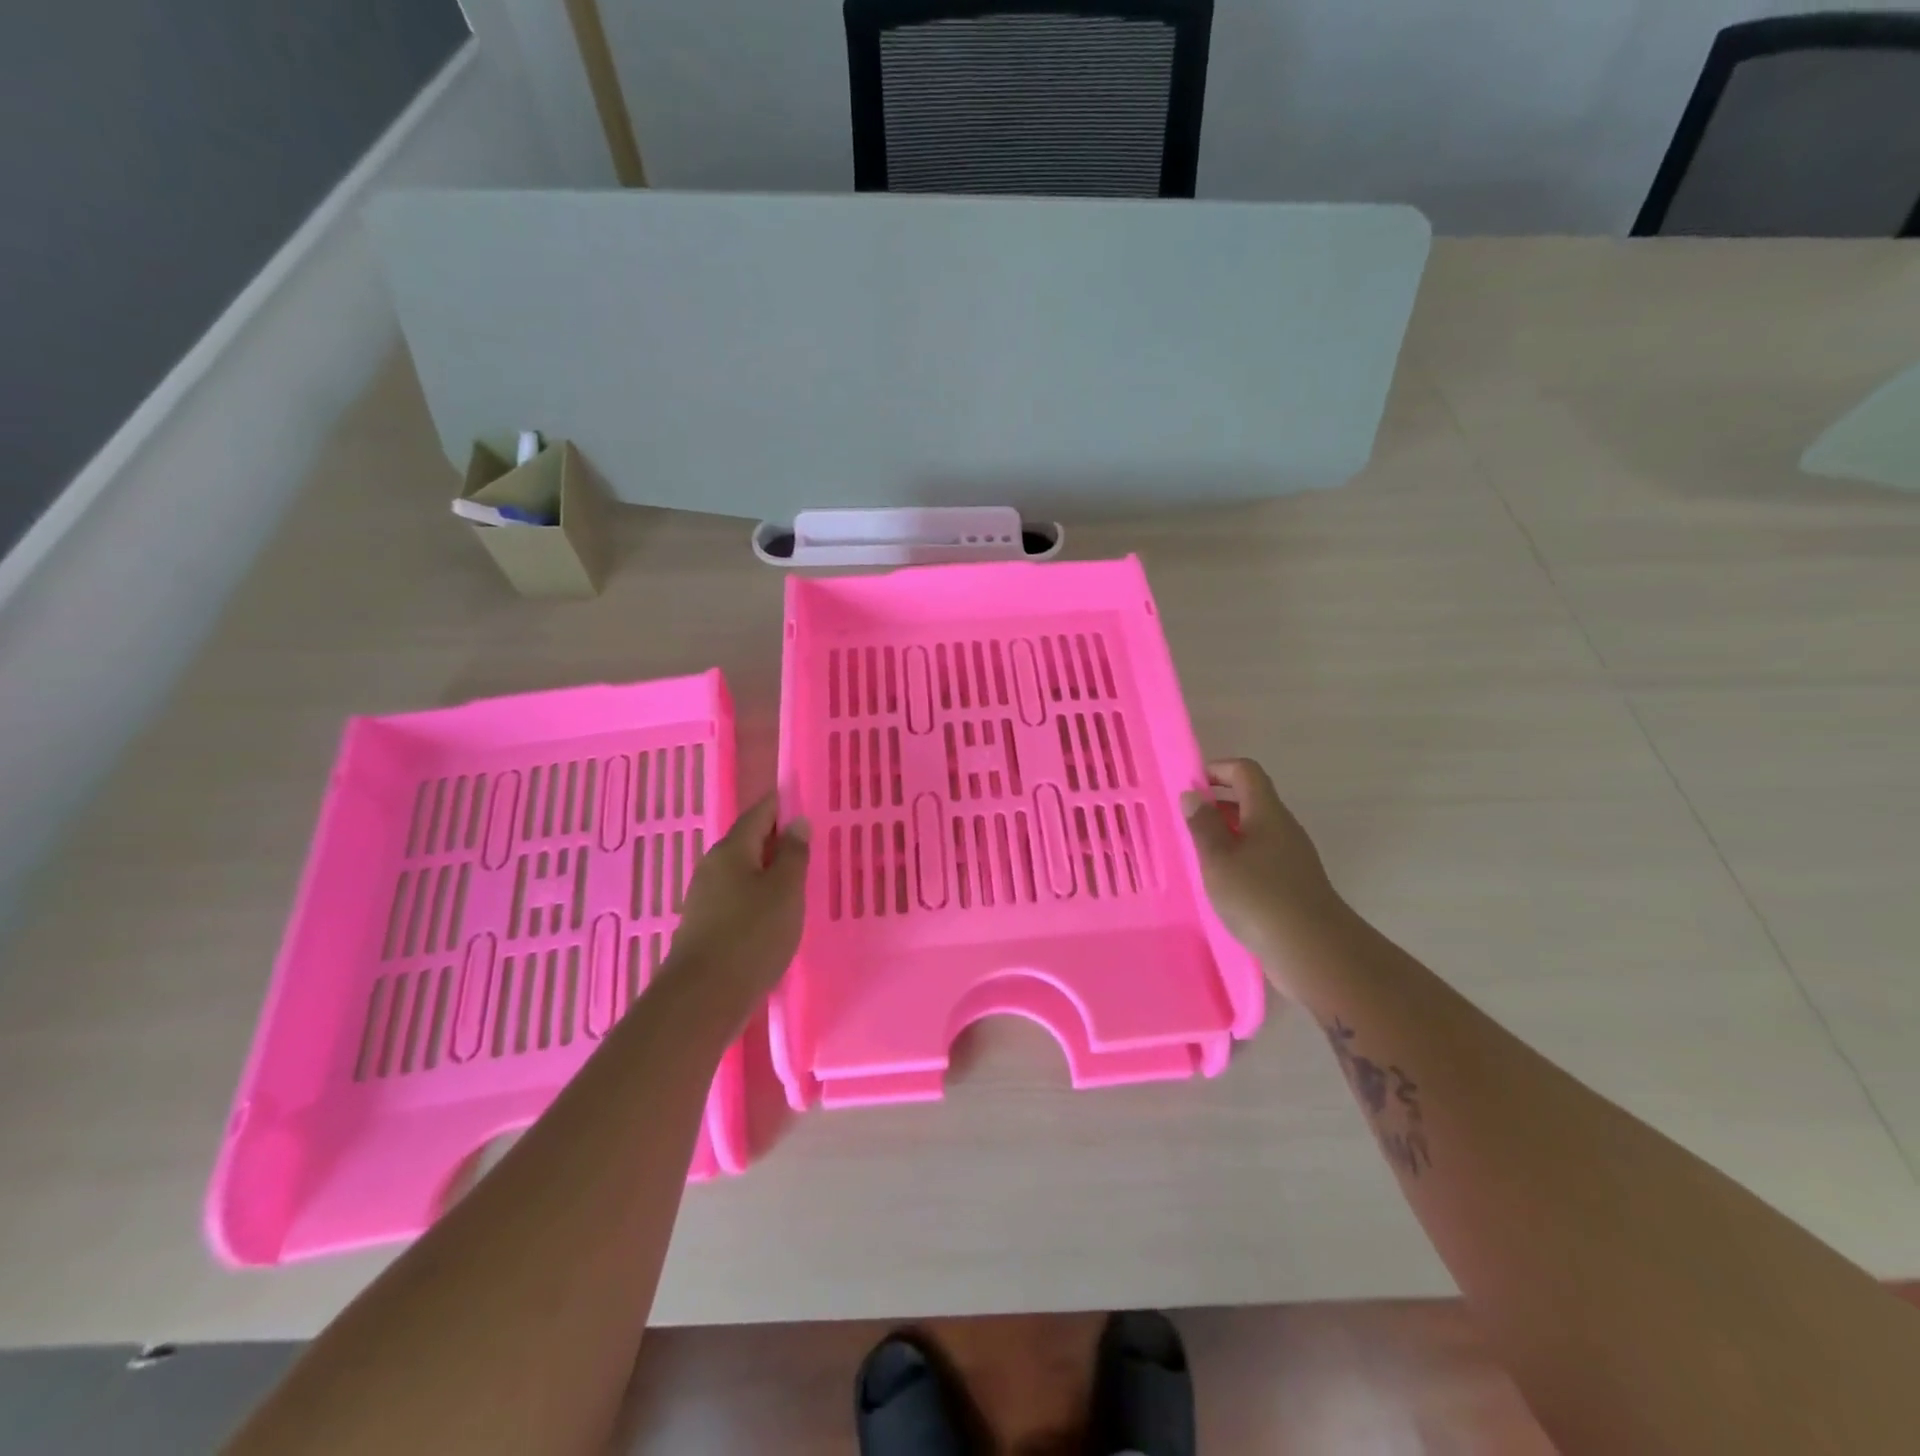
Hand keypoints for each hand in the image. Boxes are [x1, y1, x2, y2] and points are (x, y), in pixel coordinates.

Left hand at [664, 795, 809, 1003]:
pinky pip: (736, 897)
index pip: (759, 813)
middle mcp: (713, 866)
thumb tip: (797, 822)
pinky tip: (774, 913)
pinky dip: (757, 896)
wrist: (702, 998)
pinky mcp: (704, 926)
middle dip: (777, 840)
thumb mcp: (785, 891)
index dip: (782, 805)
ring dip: (768, 871)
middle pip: (748, 841)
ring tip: (798, 881)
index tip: (805, 803)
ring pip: (742, 871)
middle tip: (810, 846)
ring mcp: (704, 897)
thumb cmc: (751, 935)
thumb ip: (794, 855)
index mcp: (732, 850)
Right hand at [1183, 759, 1345, 990]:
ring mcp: (1292, 856)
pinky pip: (1260, 856)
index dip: (1217, 770)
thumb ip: (1203, 825)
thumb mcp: (1219, 859)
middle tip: (1185, 821)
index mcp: (1267, 813)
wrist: (1314, 950)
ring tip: (1196, 853)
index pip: (1245, 771)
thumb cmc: (1259, 897)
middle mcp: (1283, 828)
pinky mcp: (1293, 883)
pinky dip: (1237, 857)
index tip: (1190, 787)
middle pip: (1251, 799)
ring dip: (1225, 833)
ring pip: (1255, 830)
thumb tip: (1193, 795)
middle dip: (1217, 803)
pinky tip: (1219, 882)